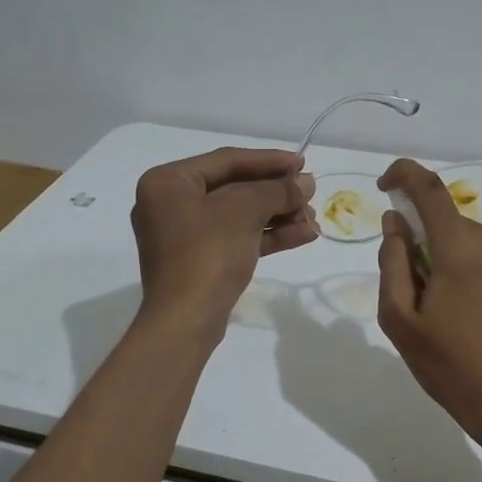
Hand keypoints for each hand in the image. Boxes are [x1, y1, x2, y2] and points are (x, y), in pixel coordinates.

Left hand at [132, 147, 317, 329]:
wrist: (185, 321)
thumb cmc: (208, 253)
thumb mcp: (244, 211)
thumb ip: (277, 190)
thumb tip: (306, 182)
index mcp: (168, 182)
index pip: (226, 161)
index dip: (268, 160)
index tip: (303, 163)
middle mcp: (170, 204)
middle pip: (234, 188)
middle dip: (276, 193)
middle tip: (311, 193)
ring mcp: (183, 236)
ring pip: (238, 216)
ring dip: (278, 216)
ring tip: (313, 219)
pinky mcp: (198, 262)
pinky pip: (236, 239)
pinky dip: (267, 236)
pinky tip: (303, 235)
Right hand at [375, 158, 481, 449]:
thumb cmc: (452, 367)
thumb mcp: (402, 321)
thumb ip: (393, 263)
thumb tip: (394, 223)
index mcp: (461, 250)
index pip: (429, 189)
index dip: (403, 174)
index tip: (384, 186)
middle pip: (446, 221)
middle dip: (421, 239)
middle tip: (410, 289)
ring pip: (466, 240)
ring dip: (445, 257)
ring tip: (440, 310)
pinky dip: (467, 269)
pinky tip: (466, 313)